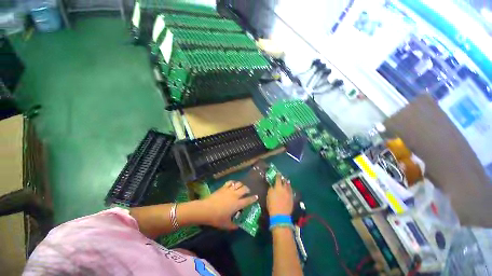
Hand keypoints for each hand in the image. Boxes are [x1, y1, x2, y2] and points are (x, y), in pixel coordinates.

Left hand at [200, 181, 257, 229]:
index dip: (253, 198)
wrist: (206, 209)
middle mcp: (235, 195)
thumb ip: (233, 226)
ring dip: (241, 185)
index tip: (256, 197)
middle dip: (248, 189)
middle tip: (247, 192)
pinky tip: (233, 184)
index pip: (248, 200)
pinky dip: (233, 182)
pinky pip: (230, 182)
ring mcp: (229, 190)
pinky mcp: (223, 187)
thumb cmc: (217, 218)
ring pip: (238, 184)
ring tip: (241, 187)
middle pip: (244, 189)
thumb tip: (238, 226)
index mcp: (237, 204)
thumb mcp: (226, 224)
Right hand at [267, 174, 293, 215]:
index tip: (278, 173)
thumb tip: (273, 186)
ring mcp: (289, 193)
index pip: (278, 179)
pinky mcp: (292, 198)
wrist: (280, 215)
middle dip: (283, 179)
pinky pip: (291, 191)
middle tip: (282, 178)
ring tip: (286, 182)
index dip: (278, 175)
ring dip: (287, 184)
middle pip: (285, 182)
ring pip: (289, 186)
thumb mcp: (269, 195)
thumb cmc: (272, 205)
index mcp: (278, 187)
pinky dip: (289, 189)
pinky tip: (288, 189)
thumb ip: (271, 189)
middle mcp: (285, 188)